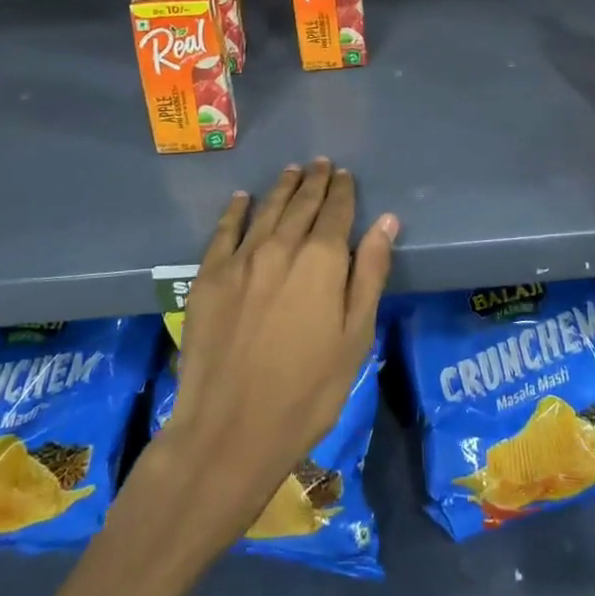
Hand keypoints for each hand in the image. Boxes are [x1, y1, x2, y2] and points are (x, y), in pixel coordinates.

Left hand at [161, 159, 398, 542]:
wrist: (229, 431)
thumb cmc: (307, 392)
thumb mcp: (355, 338)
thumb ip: (369, 274)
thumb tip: (387, 222)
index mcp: (320, 261)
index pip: (336, 212)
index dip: (342, 192)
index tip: (345, 176)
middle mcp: (280, 247)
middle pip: (300, 204)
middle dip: (314, 182)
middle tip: (321, 164)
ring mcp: (240, 260)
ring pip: (265, 210)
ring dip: (281, 188)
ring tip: (292, 171)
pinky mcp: (208, 278)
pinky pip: (224, 231)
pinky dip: (235, 211)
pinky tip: (242, 198)